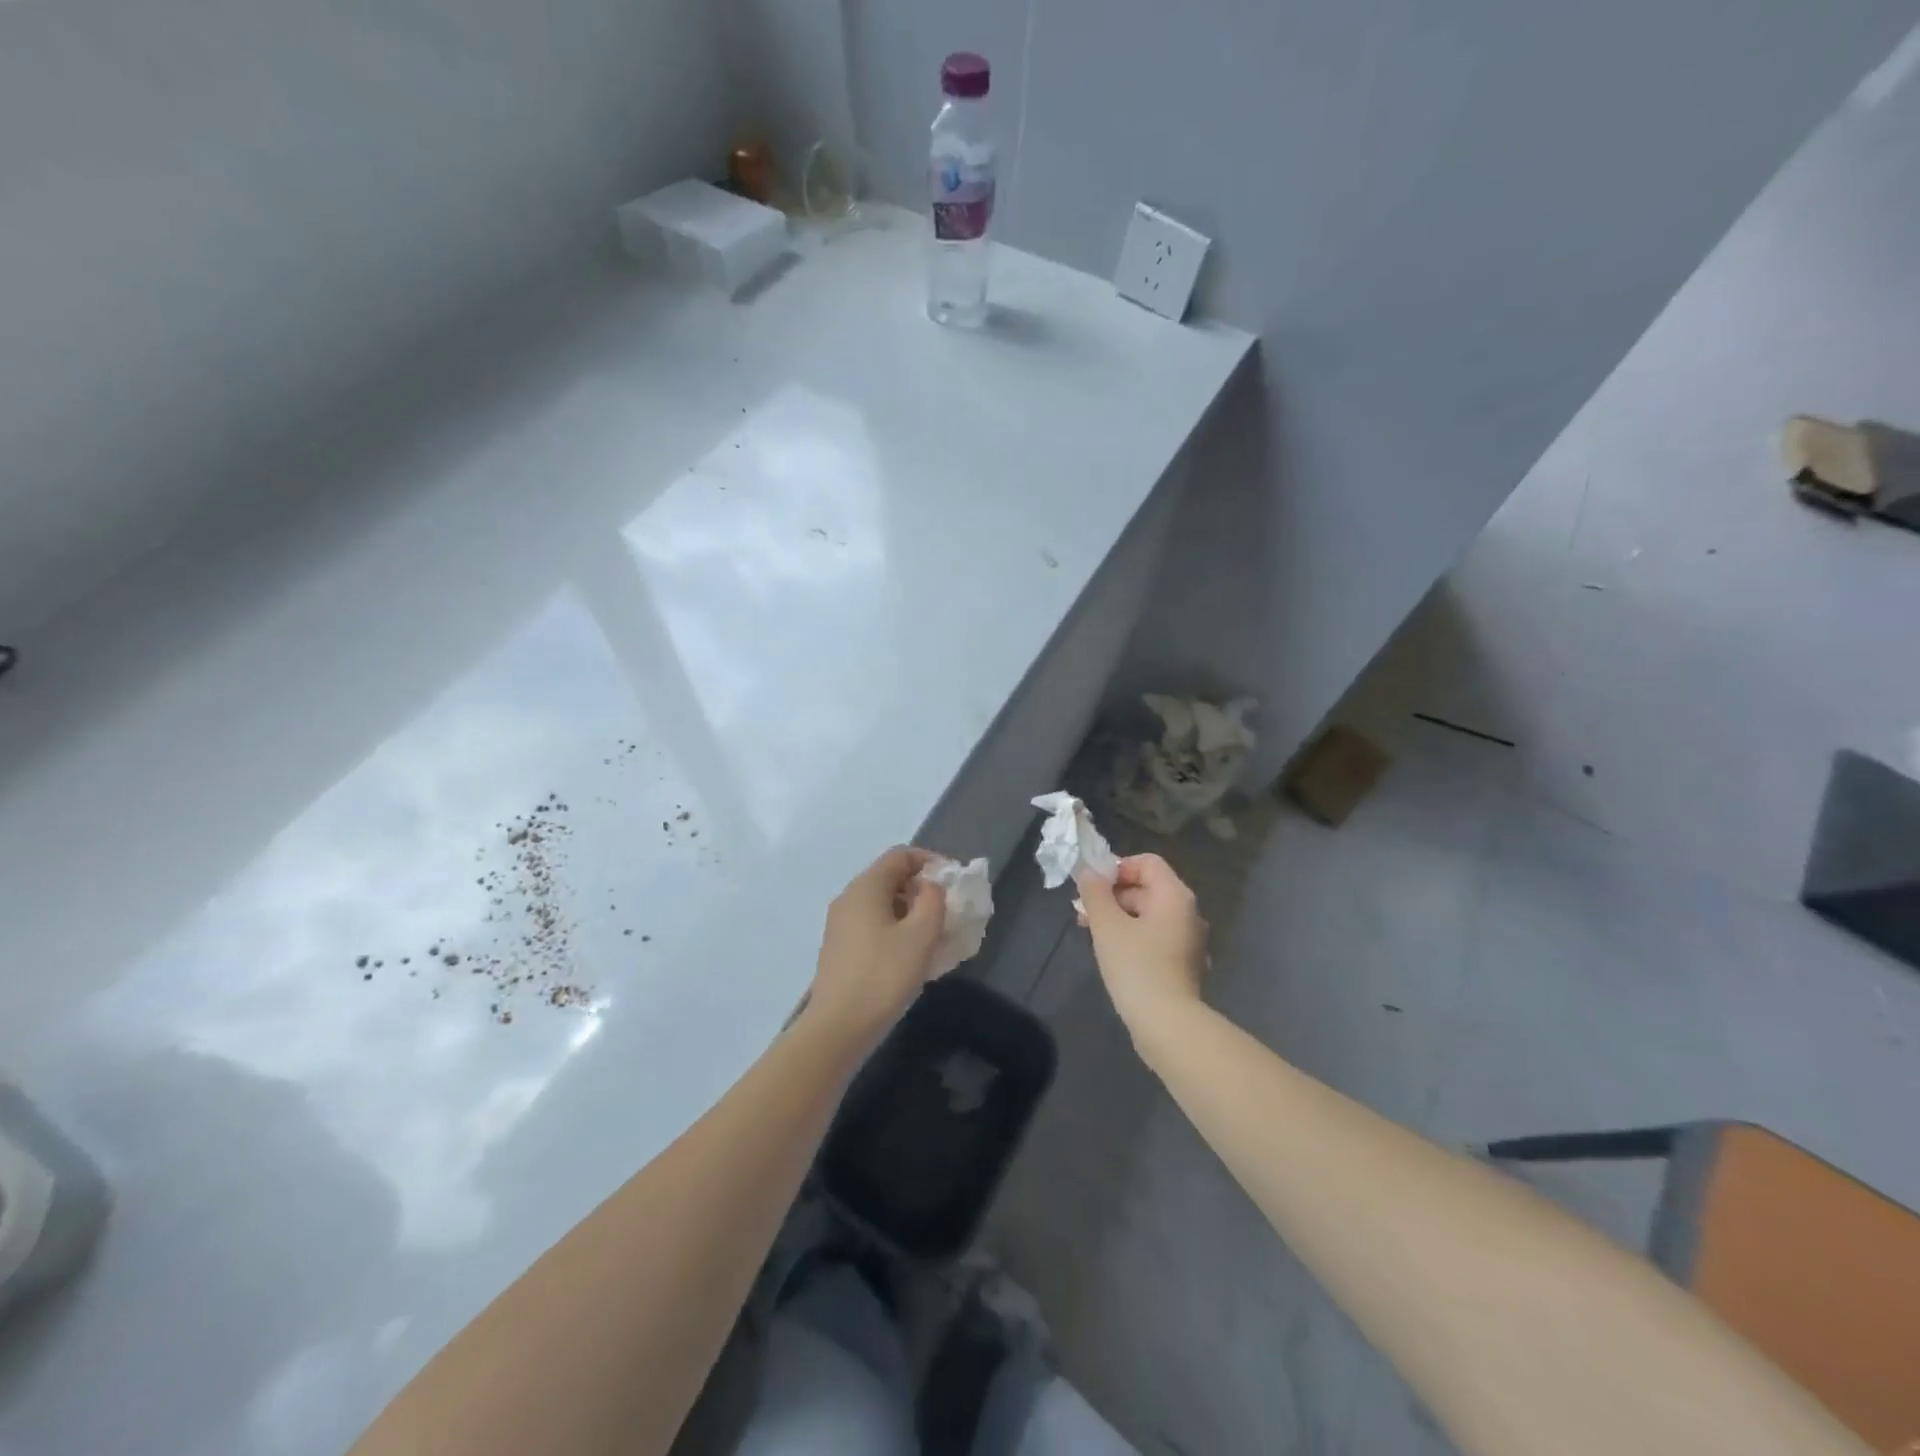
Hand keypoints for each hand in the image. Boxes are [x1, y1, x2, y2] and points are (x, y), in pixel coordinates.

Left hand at [808, 846, 946, 1041]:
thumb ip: (933, 900)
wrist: (838, 1027)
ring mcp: (840, 924)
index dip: (931, 861)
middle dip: (922, 888)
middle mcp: (849, 897)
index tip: (954, 882)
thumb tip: (930, 887)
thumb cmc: (884, 975)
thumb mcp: (921, 935)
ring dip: (910, 911)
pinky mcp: (839, 948)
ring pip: (882, 903)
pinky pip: (872, 924)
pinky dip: (895, 928)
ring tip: (934, 935)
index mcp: (866, 886)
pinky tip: (910, 955)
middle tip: (948, 911)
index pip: (901, 855)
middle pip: (890, 877)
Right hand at [1075, 853, 1209, 1034]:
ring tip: (1091, 933)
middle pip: (1148, 887)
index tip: (1093, 887)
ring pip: (1150, 914)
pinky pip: (1156, 936)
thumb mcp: (1107, 925)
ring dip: (1119, 916)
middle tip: (1083, 912)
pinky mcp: (1184, 963)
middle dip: (1112, 895)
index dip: (1117, 868)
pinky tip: (1112, 953)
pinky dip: (1134, 936)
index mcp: (1174, 895)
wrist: (1167, 1024)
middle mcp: (1188, 912)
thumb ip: (1095, 893)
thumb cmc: (1136, 966)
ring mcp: (1189, 939)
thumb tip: (1088, 871)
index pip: (1147, 862)